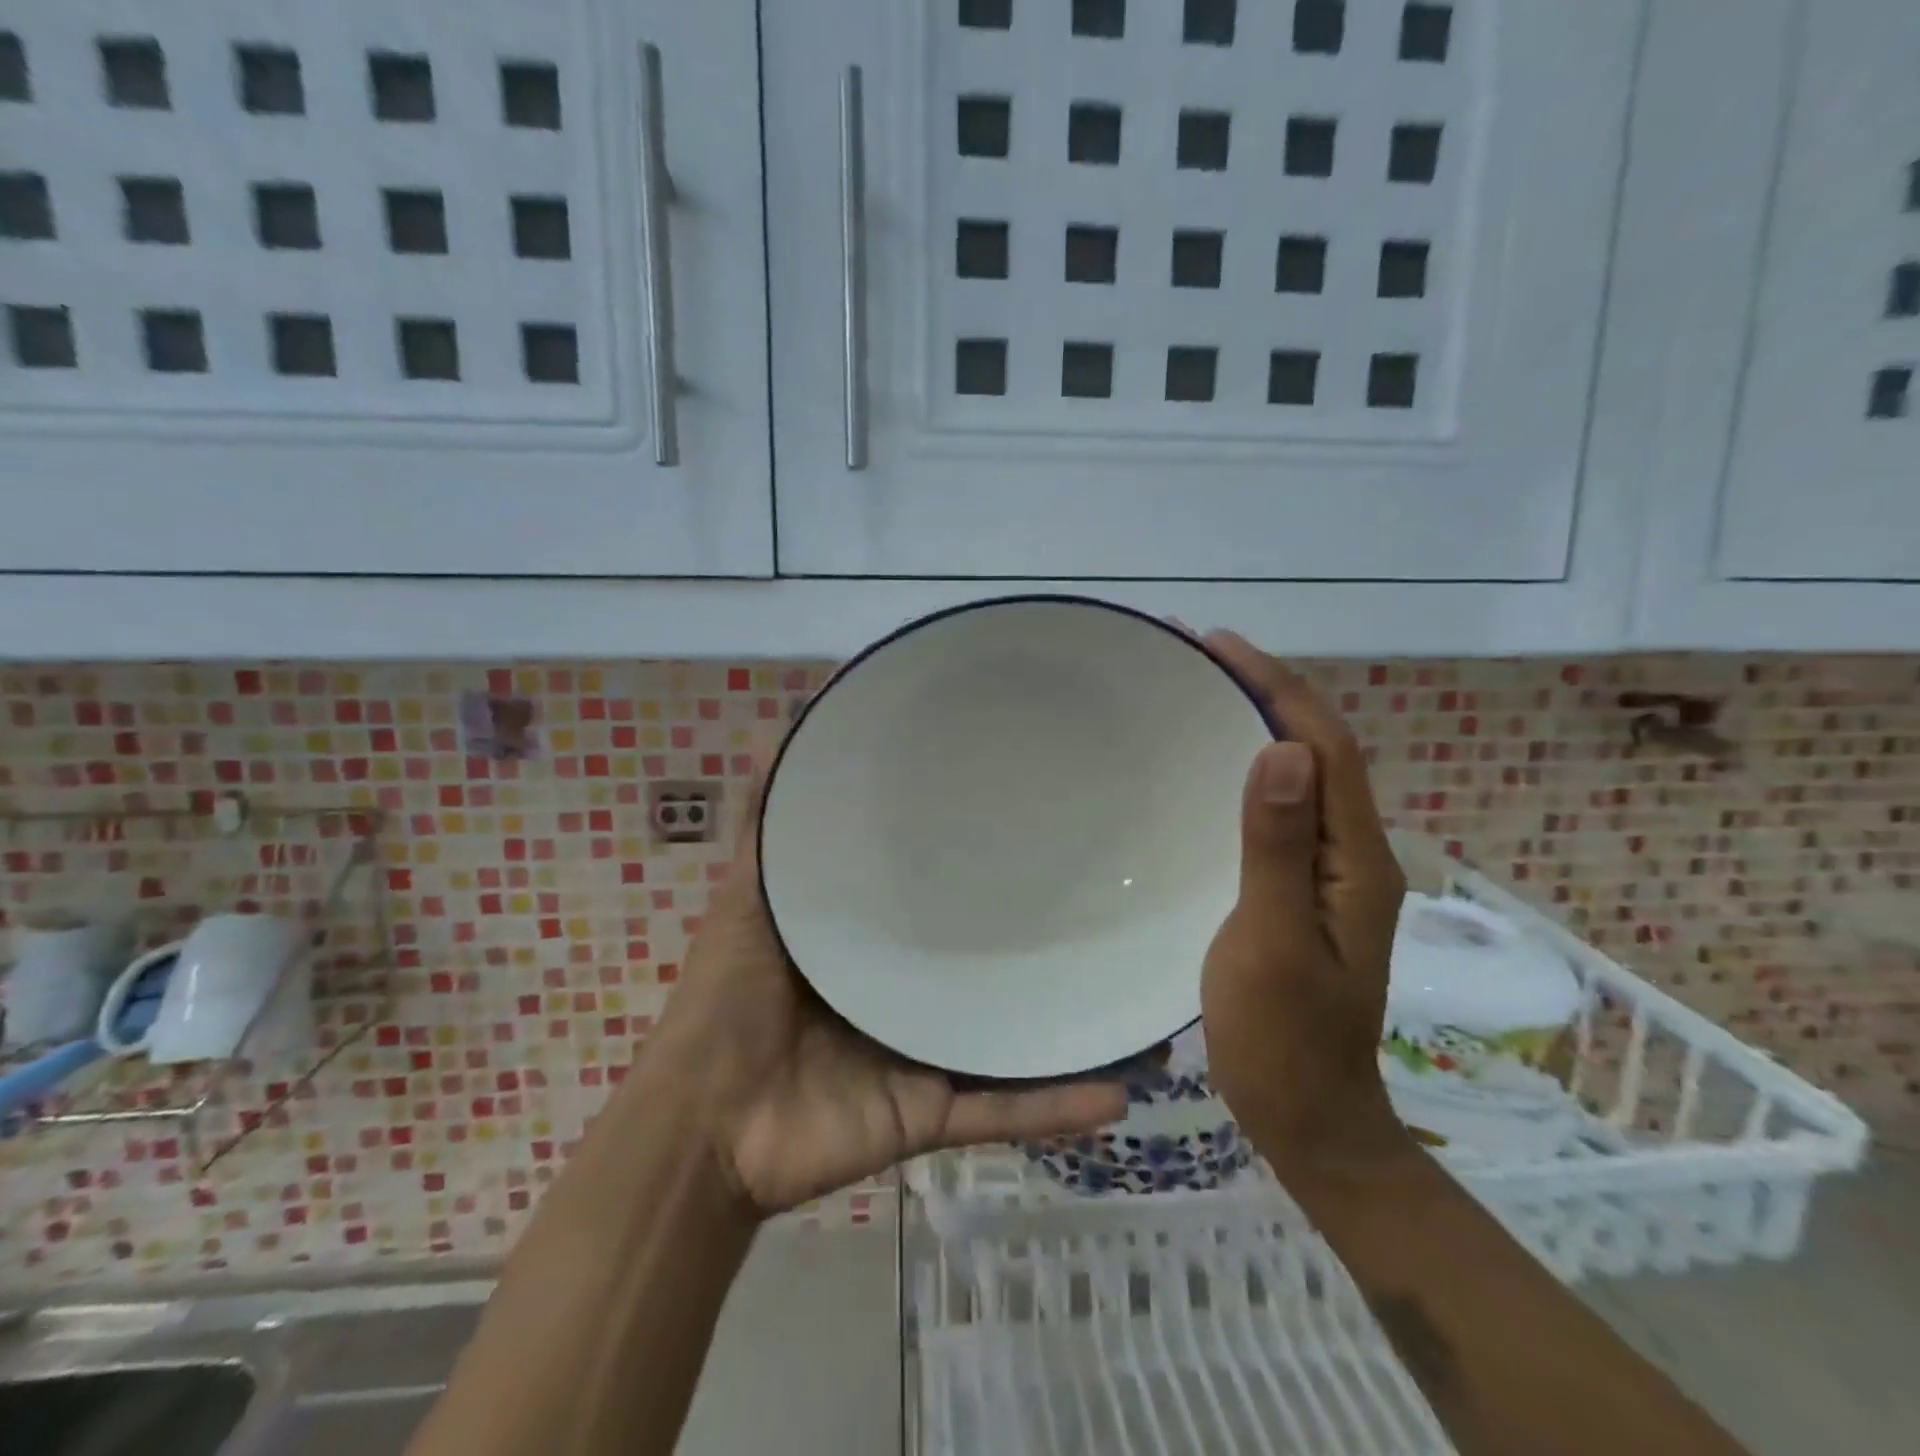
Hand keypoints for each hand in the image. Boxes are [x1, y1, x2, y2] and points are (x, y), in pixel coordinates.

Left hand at [647, 778, 1127, 1217]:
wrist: (703, 1127)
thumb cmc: (725, 1001)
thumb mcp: (750, 899)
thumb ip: (767, 829)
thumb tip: (776, 734)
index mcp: (874, 942)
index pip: (938, 895)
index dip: (979, 859)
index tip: (1032, 819)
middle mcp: (909, 992)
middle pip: (985, 963)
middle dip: (1042, 942)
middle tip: (1110, 904)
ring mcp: (926, 1054)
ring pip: (1012, 1035)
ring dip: (1073, 1026)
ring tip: (1139, 1001)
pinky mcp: (933, 1112)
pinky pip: (1005, 1110)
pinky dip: (1057, 1104)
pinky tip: (1122, 1090)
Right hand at [1198, 631, 1411, 1177]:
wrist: (1309, 1116)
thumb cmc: (1283, 1039)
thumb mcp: (1273, 943)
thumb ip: (1279, 850)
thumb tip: (1284, 750)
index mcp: (1356, 860)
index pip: (1326, 748)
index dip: (1278, 688)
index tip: (1219, 645)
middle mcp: (1354, 854)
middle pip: (1320, 751)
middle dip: (1269, 691)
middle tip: (1202, 656)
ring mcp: (1329, 873)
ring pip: (1303, 776)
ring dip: (1261, 722)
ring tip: (1203, 690)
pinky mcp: (1301, 888)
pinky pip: (1282, 809)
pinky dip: (1251, 769)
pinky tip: (1211, 766)